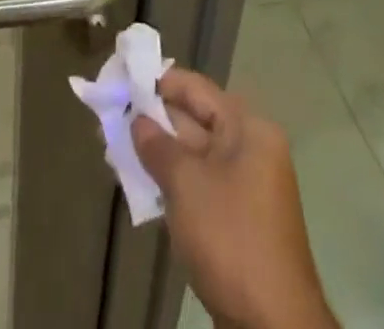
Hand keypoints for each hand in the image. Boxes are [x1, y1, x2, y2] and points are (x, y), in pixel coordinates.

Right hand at [134, 69, 336, 328]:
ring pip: (193, 155)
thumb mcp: (186, 184)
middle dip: (153, 120)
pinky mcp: (237, 219)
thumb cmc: (229, 236)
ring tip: (115, 149)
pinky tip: (140, 184)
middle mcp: (250, 148)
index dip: (158, 82)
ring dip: (158, 153)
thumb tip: (137, 119)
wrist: (273, 326)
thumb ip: (157, 144)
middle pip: (194, 119)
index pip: (196, 89)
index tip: (123, 80)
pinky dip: (172, 181)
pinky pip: (199, 184)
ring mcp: (245, 186)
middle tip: (110, 116)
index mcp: (247, 128)